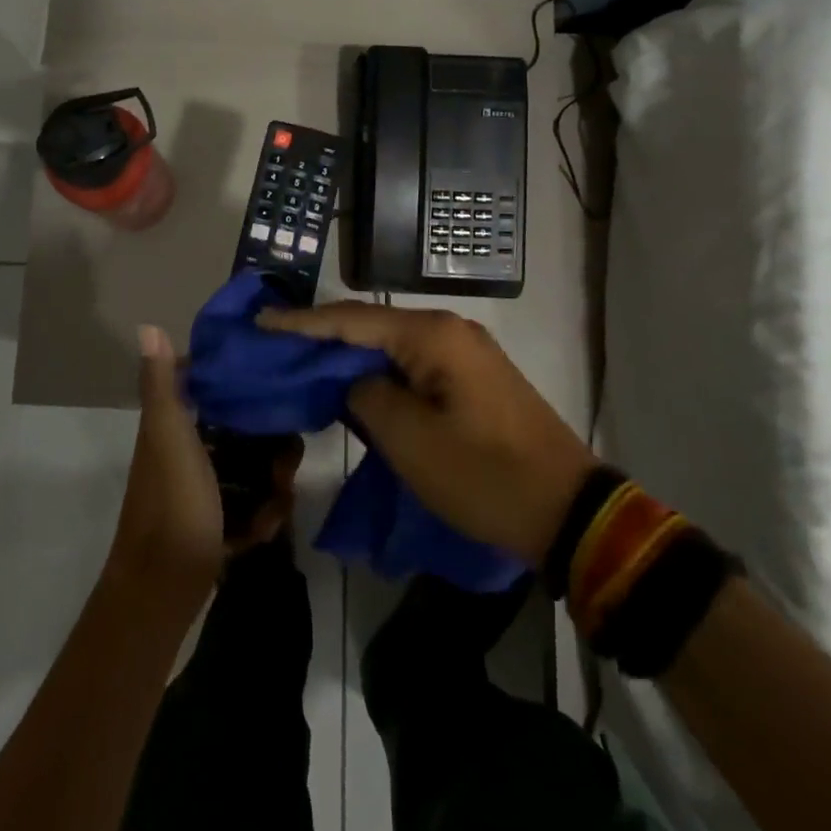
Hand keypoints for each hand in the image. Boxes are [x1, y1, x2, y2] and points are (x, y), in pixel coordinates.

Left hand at [105, 326, 299, 607]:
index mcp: (169, 429)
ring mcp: (197, 495)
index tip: (268, 380)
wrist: (162, 594)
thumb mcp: (170, 438)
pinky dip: (259, 518)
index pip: (203, 388)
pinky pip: (246, 510)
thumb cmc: (173, 506)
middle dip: (266, 445)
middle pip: (234, 434)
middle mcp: (182, 456)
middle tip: (290, 455)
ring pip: (245, 473)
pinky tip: (265, 530)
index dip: (234, 382)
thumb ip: (163, 386)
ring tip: (282, 496)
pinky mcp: (211, 529)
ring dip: (269, 485)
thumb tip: (148, 326)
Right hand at [257, 302, 595, 564]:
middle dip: (322, 335)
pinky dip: (379, 371)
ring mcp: (465, 352)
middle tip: (274, 344)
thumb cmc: (484, 476)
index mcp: (433, 336)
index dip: (301, 322)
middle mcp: (449, 330)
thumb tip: (354, 381)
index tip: (260, 321)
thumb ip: (366, 396)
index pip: (351, 320)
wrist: (570, 511)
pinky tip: (352, 382)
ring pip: (391, 345)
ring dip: (350, 354)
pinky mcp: (472, 377)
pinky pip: (413, 363)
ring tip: (303, 361)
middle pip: (370, 325)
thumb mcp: (411, 442)